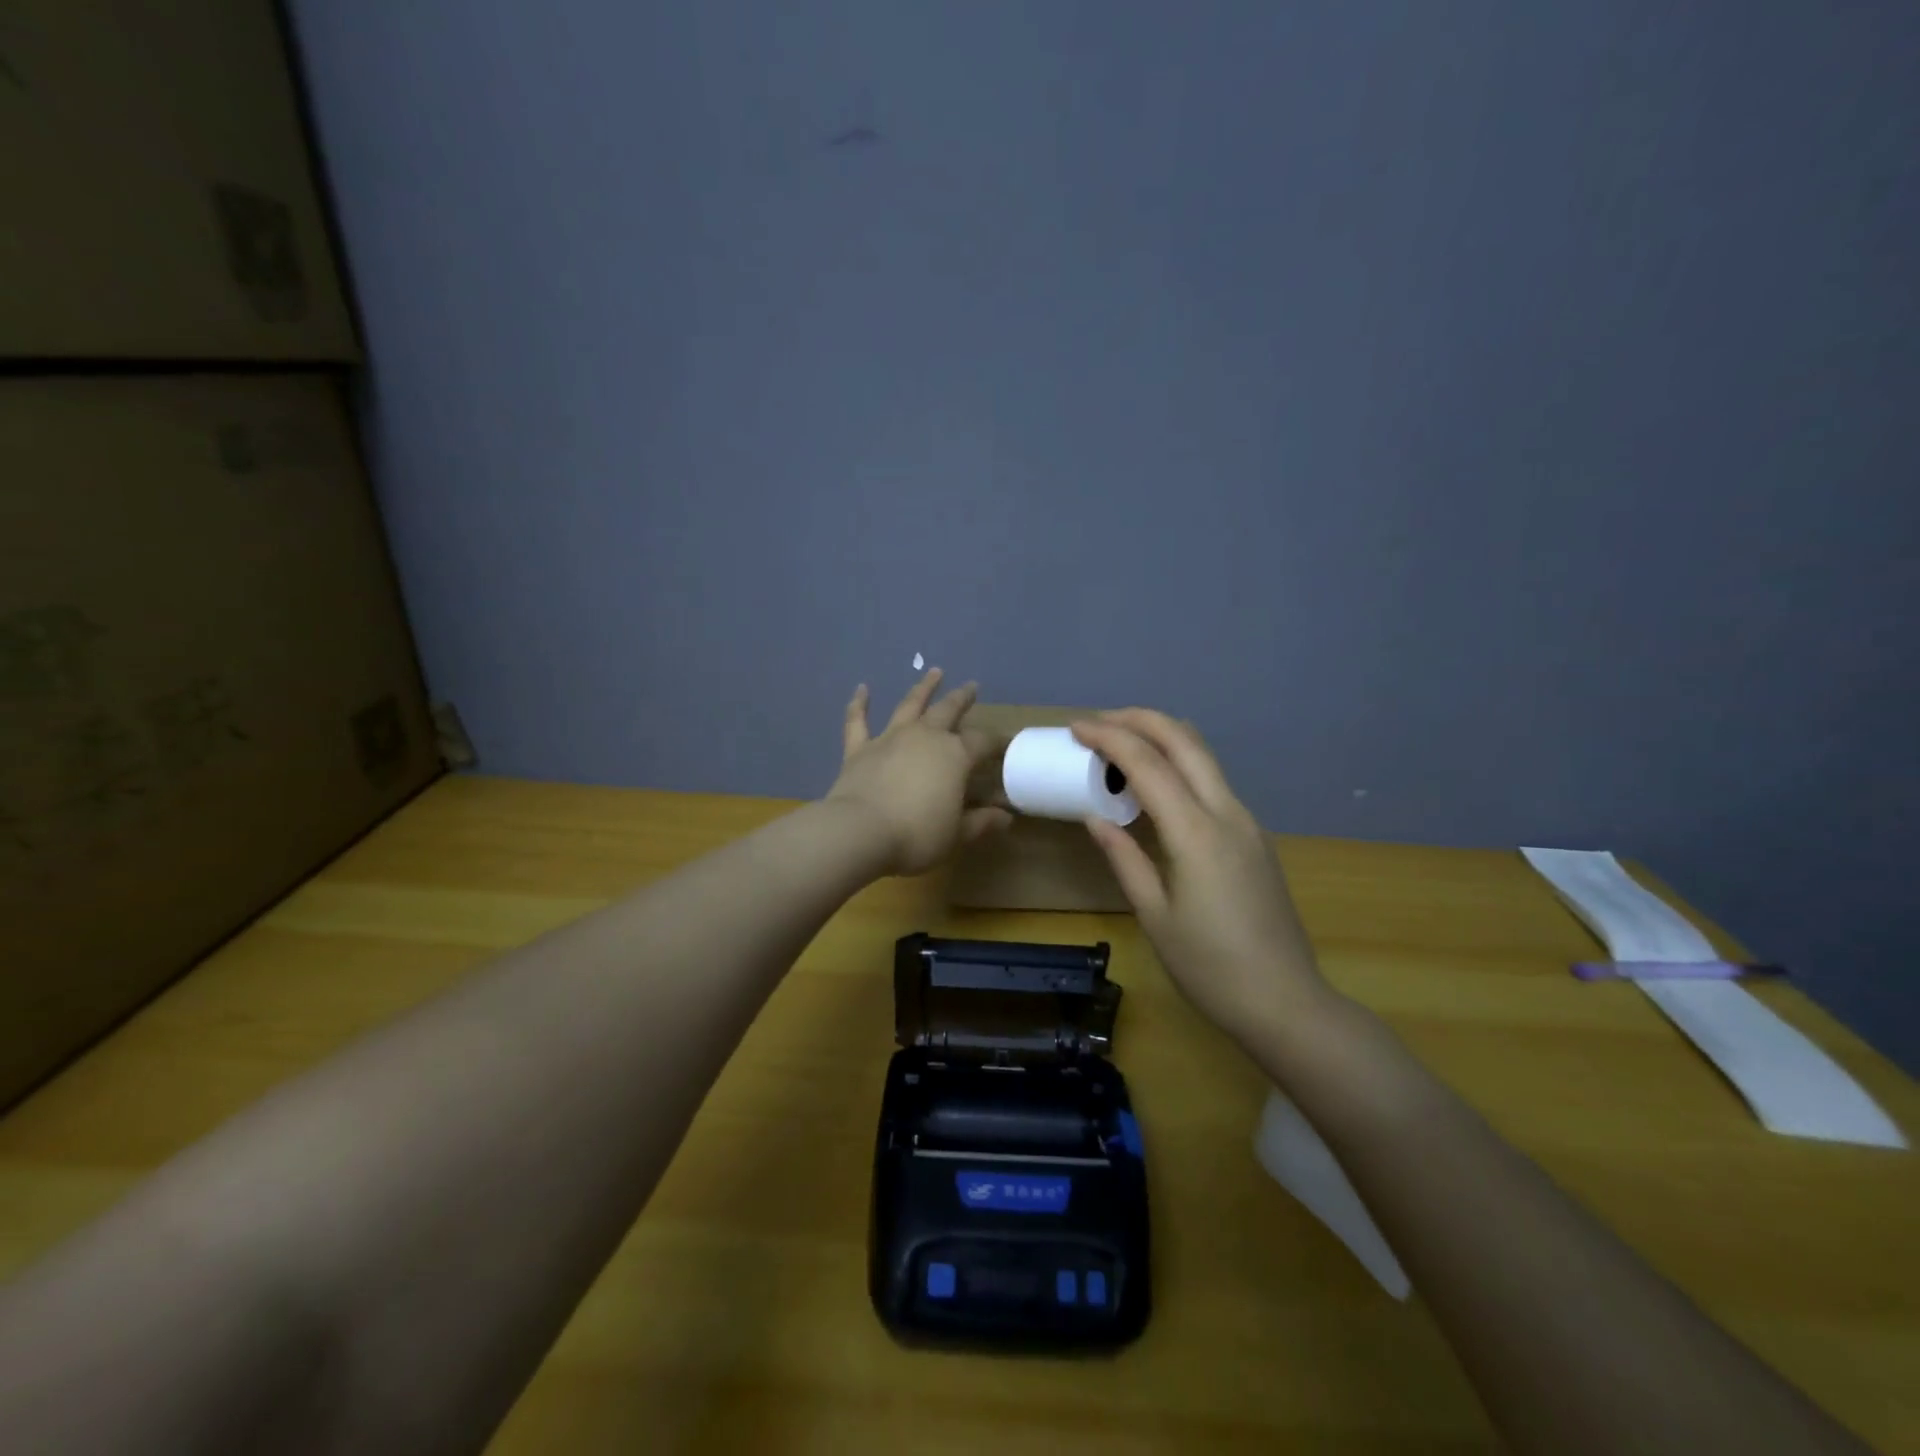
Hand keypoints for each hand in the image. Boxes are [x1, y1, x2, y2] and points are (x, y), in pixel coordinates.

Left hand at [825, 669, 1012, 876]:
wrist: (860, 832)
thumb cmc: (916, 835)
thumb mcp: (956, 834)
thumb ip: (981, 822)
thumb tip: (1005, 817)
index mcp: (955, 755)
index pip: (983, 742)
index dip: (997, 742)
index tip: (1007, 743)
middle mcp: (925, 737)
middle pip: (948, 710)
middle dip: (962, 698)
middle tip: (972, 686)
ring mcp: (890, 739)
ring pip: (910, 705)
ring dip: (923, 688)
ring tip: (934, 672)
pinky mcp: (859, 749)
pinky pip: (858, 721)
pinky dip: (859, 704)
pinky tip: (862, 689)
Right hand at [1070, 709, 1333, 1047]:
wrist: (1286, 1003)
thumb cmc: (1209, 967)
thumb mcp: (1154, 915)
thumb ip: (1125, 858)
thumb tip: (1095, 818)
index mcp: (1196, 833)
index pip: (1147, 763)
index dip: (1109, 738)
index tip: (1076, 728)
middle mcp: (1227, 813)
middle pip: (1184, 740)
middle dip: (1140, 719)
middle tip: (1099, 722)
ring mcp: (1247, 823)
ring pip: (1204, 757)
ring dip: (1162, 738)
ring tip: (1121, 745)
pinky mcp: (1254, 838)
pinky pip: (1213, 783)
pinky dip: (1179, 766)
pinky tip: (1155, 788)